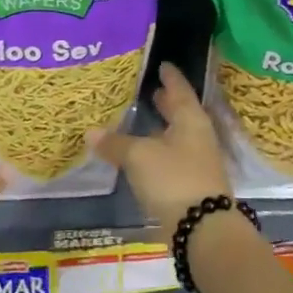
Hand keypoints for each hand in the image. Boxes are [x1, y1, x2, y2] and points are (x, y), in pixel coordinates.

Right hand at [90, 61, 230, 224]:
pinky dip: (156, 151)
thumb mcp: (139, 156)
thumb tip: (90, 132)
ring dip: (160, 128)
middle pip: (181, 114)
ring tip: (141, 120)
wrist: (202, 227)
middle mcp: (197, 137)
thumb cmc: (173, 179)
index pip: (180, 90)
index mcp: (191, 120)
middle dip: (166, 103)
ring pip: (176, 137)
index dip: (170, 78)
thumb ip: (115, 143)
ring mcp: (196, 162)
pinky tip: (141, 155)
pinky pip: (171, 158)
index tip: (162, 65)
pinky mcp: (190, 184)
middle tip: (150, 91)